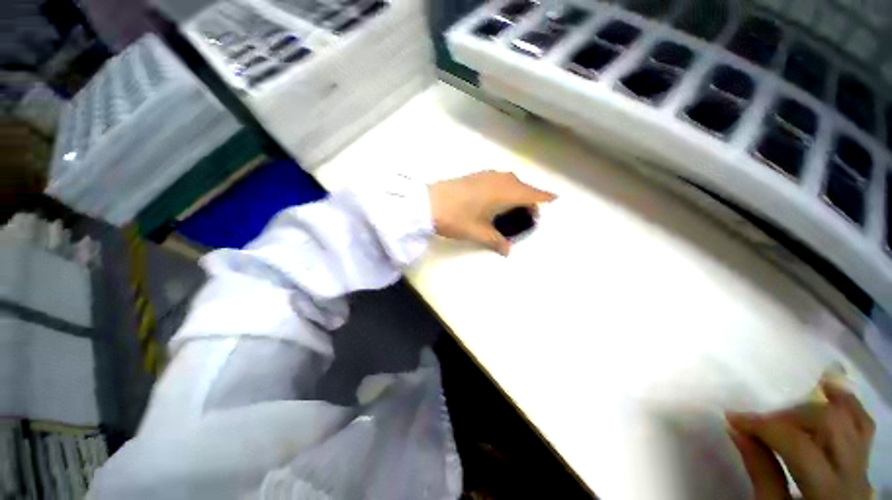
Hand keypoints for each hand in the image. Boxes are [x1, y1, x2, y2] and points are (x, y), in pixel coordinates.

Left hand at [428, 171, 555, 255]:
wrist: (427, 203)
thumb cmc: (457, 218)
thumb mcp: (478, 232)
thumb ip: (496, 241)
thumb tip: (508, 252)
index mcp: (504, 192)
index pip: (531, 193)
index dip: (543, 197)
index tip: (556, 199)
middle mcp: (498, 180)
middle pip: (521, 186)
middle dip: (529, 197)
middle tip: (530, 213)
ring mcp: (485, 175)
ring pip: (509, 181)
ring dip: (516, 191)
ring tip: (514, 206)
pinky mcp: (474, 176)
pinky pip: (497, 179)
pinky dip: (503, 187)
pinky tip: (495, 199)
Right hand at [727, 383, 874, 499]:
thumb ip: (761, 472)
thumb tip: (736, 429)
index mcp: (828, 492)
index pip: (798, 445)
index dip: (764, 427)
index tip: (732, 418)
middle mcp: (854, 474)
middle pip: (829, 423)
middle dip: (790, 414)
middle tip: (762, 421)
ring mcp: (864, 465)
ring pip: (850, 418)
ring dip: (818, 404)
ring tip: (791, 395)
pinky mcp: (865, 459)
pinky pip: (863, 424)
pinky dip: (848, 404)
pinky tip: (831, 388)